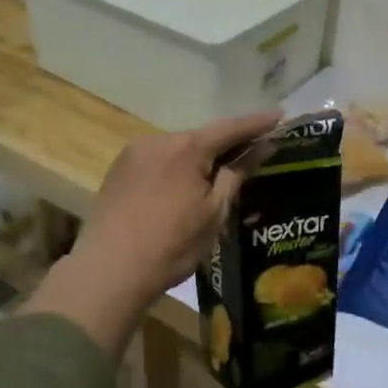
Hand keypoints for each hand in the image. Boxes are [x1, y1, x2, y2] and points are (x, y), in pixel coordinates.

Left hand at [20, 110, 280, 356]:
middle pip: (202, 136)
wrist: (108, 272)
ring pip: (178, 148)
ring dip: (199, 156)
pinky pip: (157, 159)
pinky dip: (176, 166)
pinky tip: (181, 186)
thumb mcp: (214, 212)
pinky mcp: (118, 169)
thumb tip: (263, 145)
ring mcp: (134, 153)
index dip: (257, 122)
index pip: (231, 128)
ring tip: (217, 174)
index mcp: (186, 147)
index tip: (280, 115)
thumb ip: (237, 173)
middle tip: (253, 150)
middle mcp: (158, 140)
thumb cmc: (171, 245)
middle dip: (227, 143)